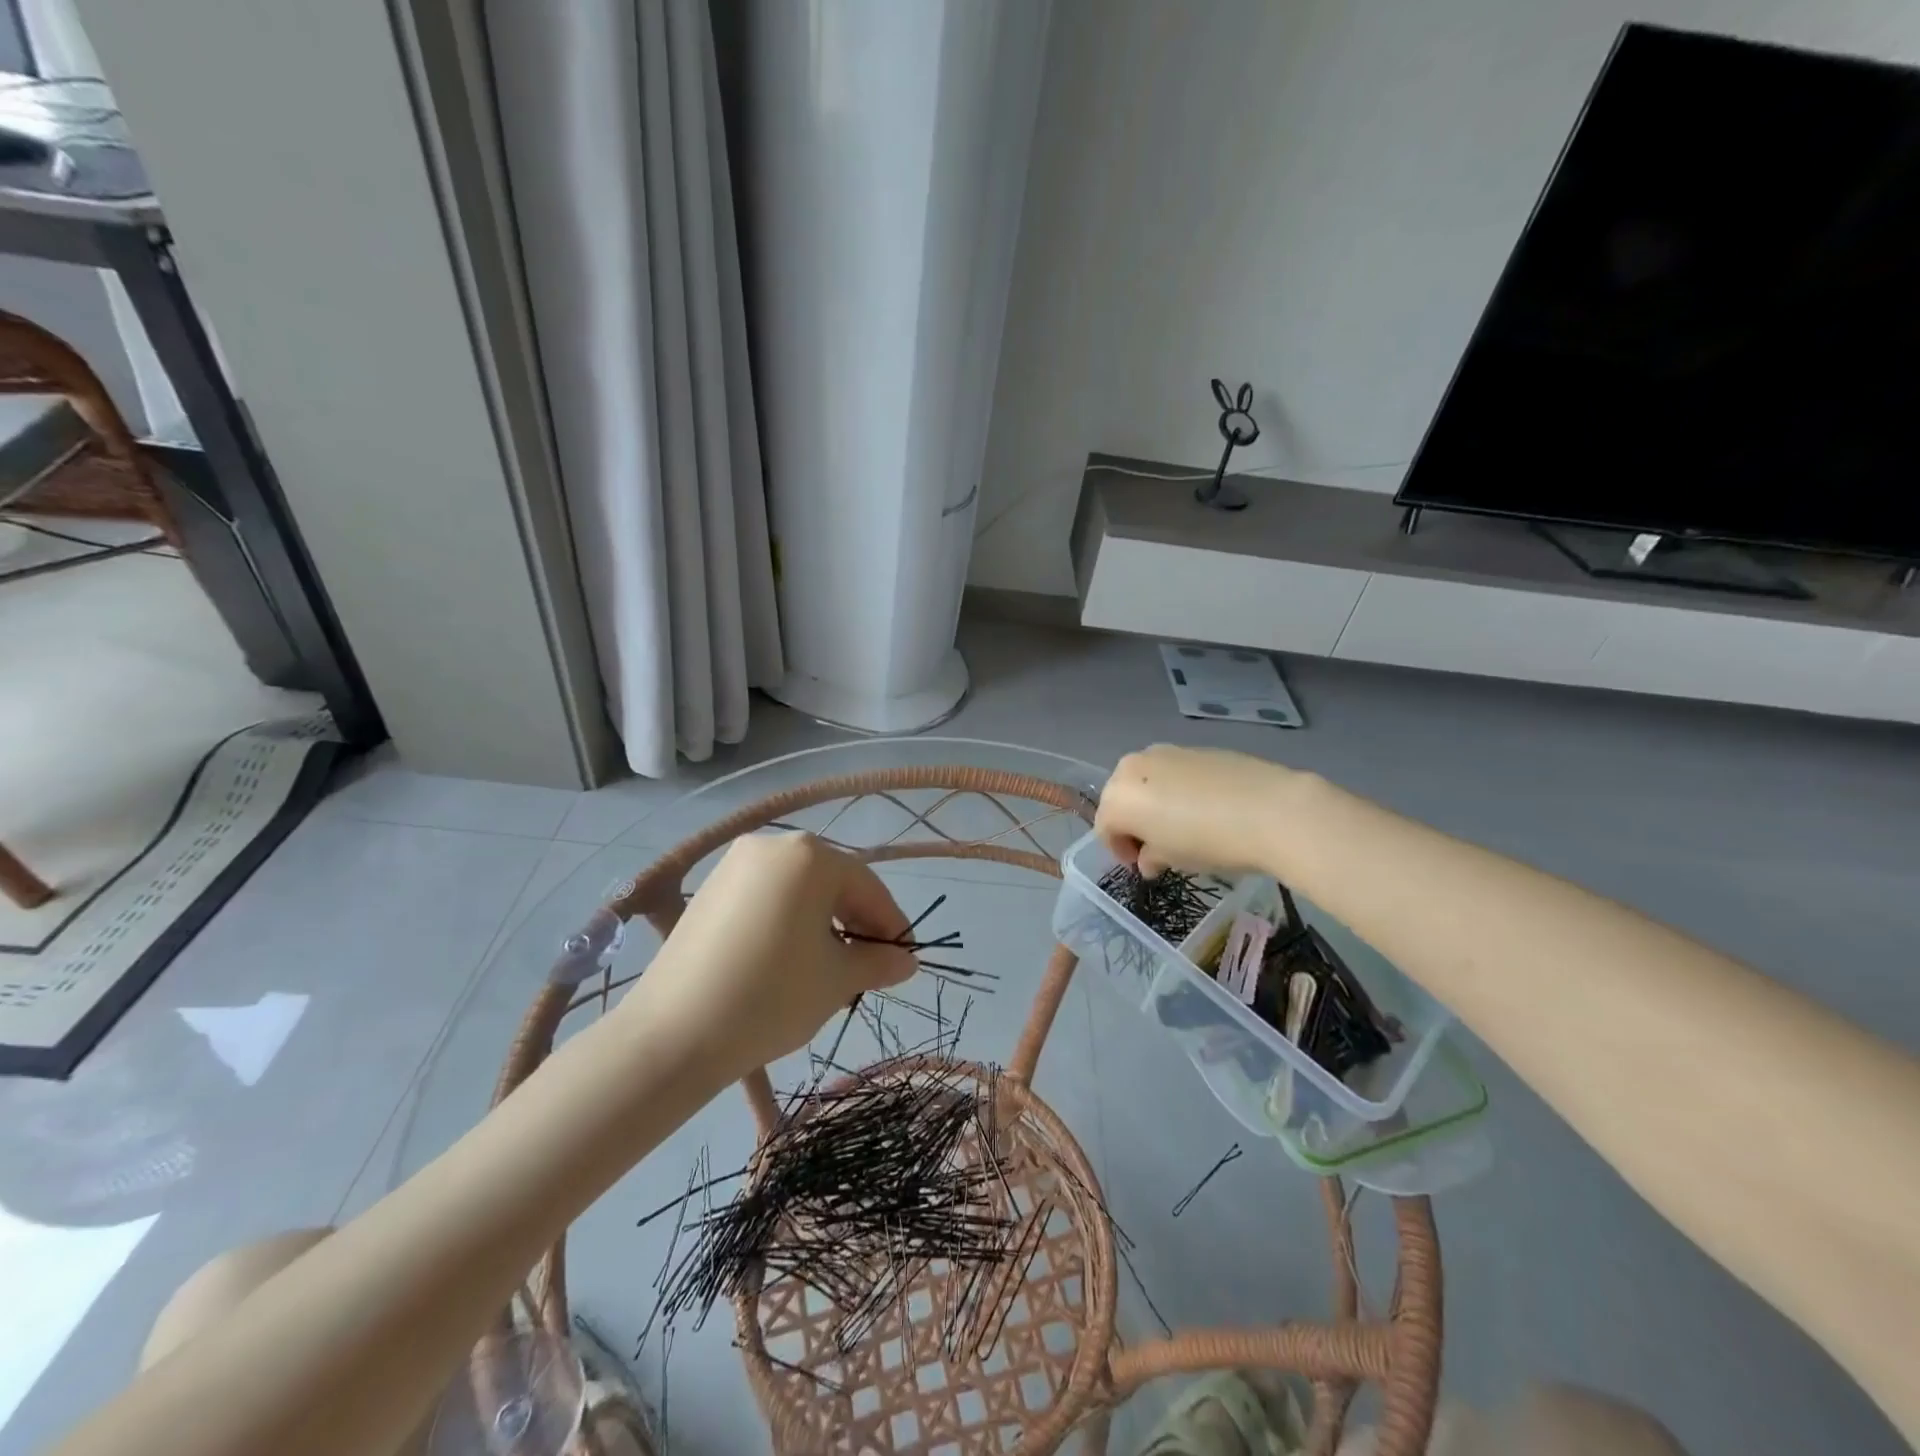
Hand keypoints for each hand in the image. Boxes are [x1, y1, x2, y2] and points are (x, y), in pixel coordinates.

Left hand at [623, 834, 914, 1081]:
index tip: (905, 957)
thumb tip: (906, 960)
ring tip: (829, 965)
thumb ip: (879, 962)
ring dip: (823, 921)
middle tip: (869, 965)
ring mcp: (735, 863)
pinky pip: (766, 895)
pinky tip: (788, 956)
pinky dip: (788, 919)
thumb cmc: (771, 997)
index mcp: (810, 856)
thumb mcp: (837, 980)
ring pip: (798, 888)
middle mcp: (773, 845)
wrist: (672, 1034)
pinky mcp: (710, 888)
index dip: (891, 923)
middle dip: (856, 922)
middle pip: (832, 882)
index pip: (867, 886)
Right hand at [1095, 745, 1291, 877]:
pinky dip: (1178, 790)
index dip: (1119, 850)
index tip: (1141, 866)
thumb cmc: (1207, 841)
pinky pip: (1174, 773)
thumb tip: (1149, 859)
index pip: (1105, 828)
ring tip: (1182, 826)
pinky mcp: (1195, 748)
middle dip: (1133, 823)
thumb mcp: (1172, 859)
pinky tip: (1205, 808)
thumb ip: (1151, 857)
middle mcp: (1132, 766)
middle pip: (1121, 799)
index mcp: (1118, 797)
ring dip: (1154, 804)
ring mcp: (1165, 752)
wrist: (1269, 809)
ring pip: (1146, 782)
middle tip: (1157, 847)